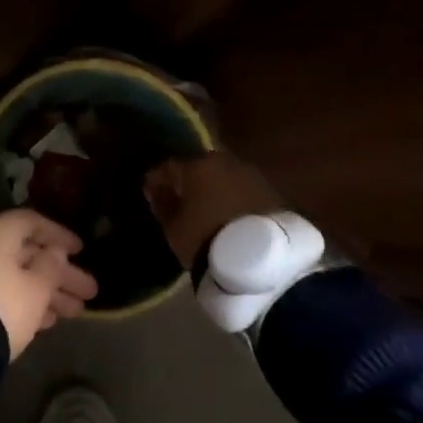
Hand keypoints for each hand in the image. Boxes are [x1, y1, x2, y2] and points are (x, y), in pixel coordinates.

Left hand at [0, 210, 98, 359]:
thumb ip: (51, 265)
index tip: (81, 251)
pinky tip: (48, 321)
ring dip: (47, 291)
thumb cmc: (3, 305)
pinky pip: (2, 292)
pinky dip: (24, 301)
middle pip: (27, 254)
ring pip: (16, 276)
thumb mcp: (37, 287)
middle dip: (60, 274)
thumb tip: (55, 252)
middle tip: (89, 291)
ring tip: (76, 311)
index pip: (32, 223)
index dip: (59, 235)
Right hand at [143, 152, 285, 268]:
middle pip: (200, 167)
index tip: (150, 191)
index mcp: (197, 165)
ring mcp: (252, 175)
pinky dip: (234, 198)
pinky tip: (230, 214)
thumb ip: (163, 205)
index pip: (169, 167)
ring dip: (215, 188)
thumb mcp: (174, 229)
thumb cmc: (206, 240)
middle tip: (181, 197)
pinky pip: (244, 190)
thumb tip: (158, 190)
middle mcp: (225, 162)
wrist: (262, 261)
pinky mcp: (273, 192)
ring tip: (208, 207)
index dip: (157, 179)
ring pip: (225, 176)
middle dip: (190, 180)